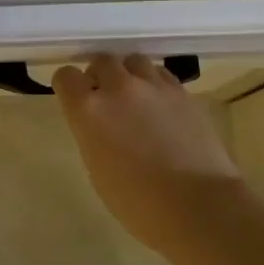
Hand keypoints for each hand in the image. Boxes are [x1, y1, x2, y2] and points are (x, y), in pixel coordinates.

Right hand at [53, 55, 246, 249]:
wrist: (197, 204)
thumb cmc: (138, 202)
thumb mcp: (98, 170)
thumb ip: (93, 135)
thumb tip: (101, 125)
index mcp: (89, 110)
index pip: (66, 77)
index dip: (67, 86)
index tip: (73, 98)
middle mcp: (119, 88)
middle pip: (102, 60)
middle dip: (100, 75)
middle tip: (105, 97)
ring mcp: (154, 86)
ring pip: (134, 61)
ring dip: (129, 74)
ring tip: (135, 96)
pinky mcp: (183, 92)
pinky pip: (161, 74)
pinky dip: (155, 83)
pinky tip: (160, 105)